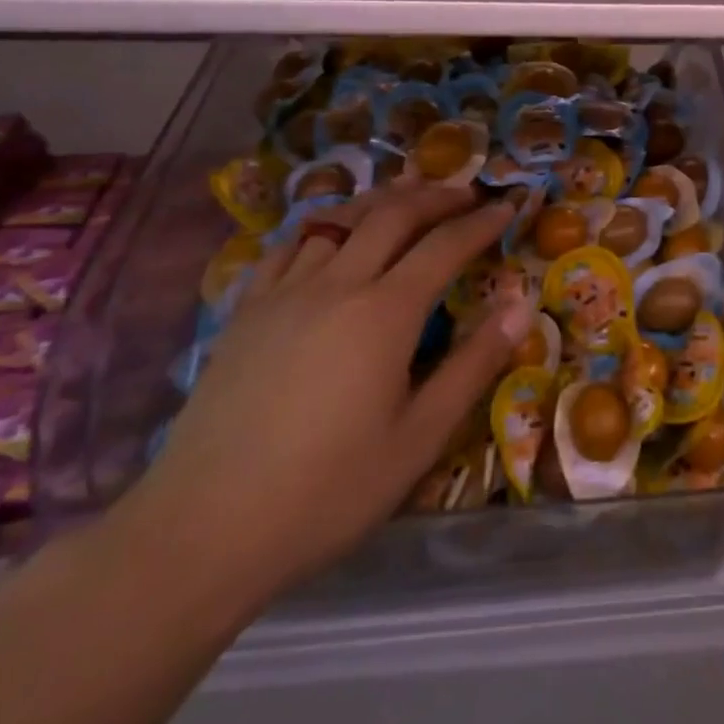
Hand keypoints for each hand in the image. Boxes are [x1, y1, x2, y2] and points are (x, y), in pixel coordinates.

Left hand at [115, 184, 529, 610]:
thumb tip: (521, 304)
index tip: (508, 207)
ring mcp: (284, 292)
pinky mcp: (245, 311)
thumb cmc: (327, 491)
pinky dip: (324, 227)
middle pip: (392, 214)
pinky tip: (331, 236)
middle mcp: (336, 284)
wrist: (202, 529)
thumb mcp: (419, 437)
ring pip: (339, 219)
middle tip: (467, 194)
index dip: (481, 222)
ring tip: (408, 196)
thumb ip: (474, 364)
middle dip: (436, 196)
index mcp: (385, 313)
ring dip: (382, 201)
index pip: (444, 245)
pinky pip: (290, 246)